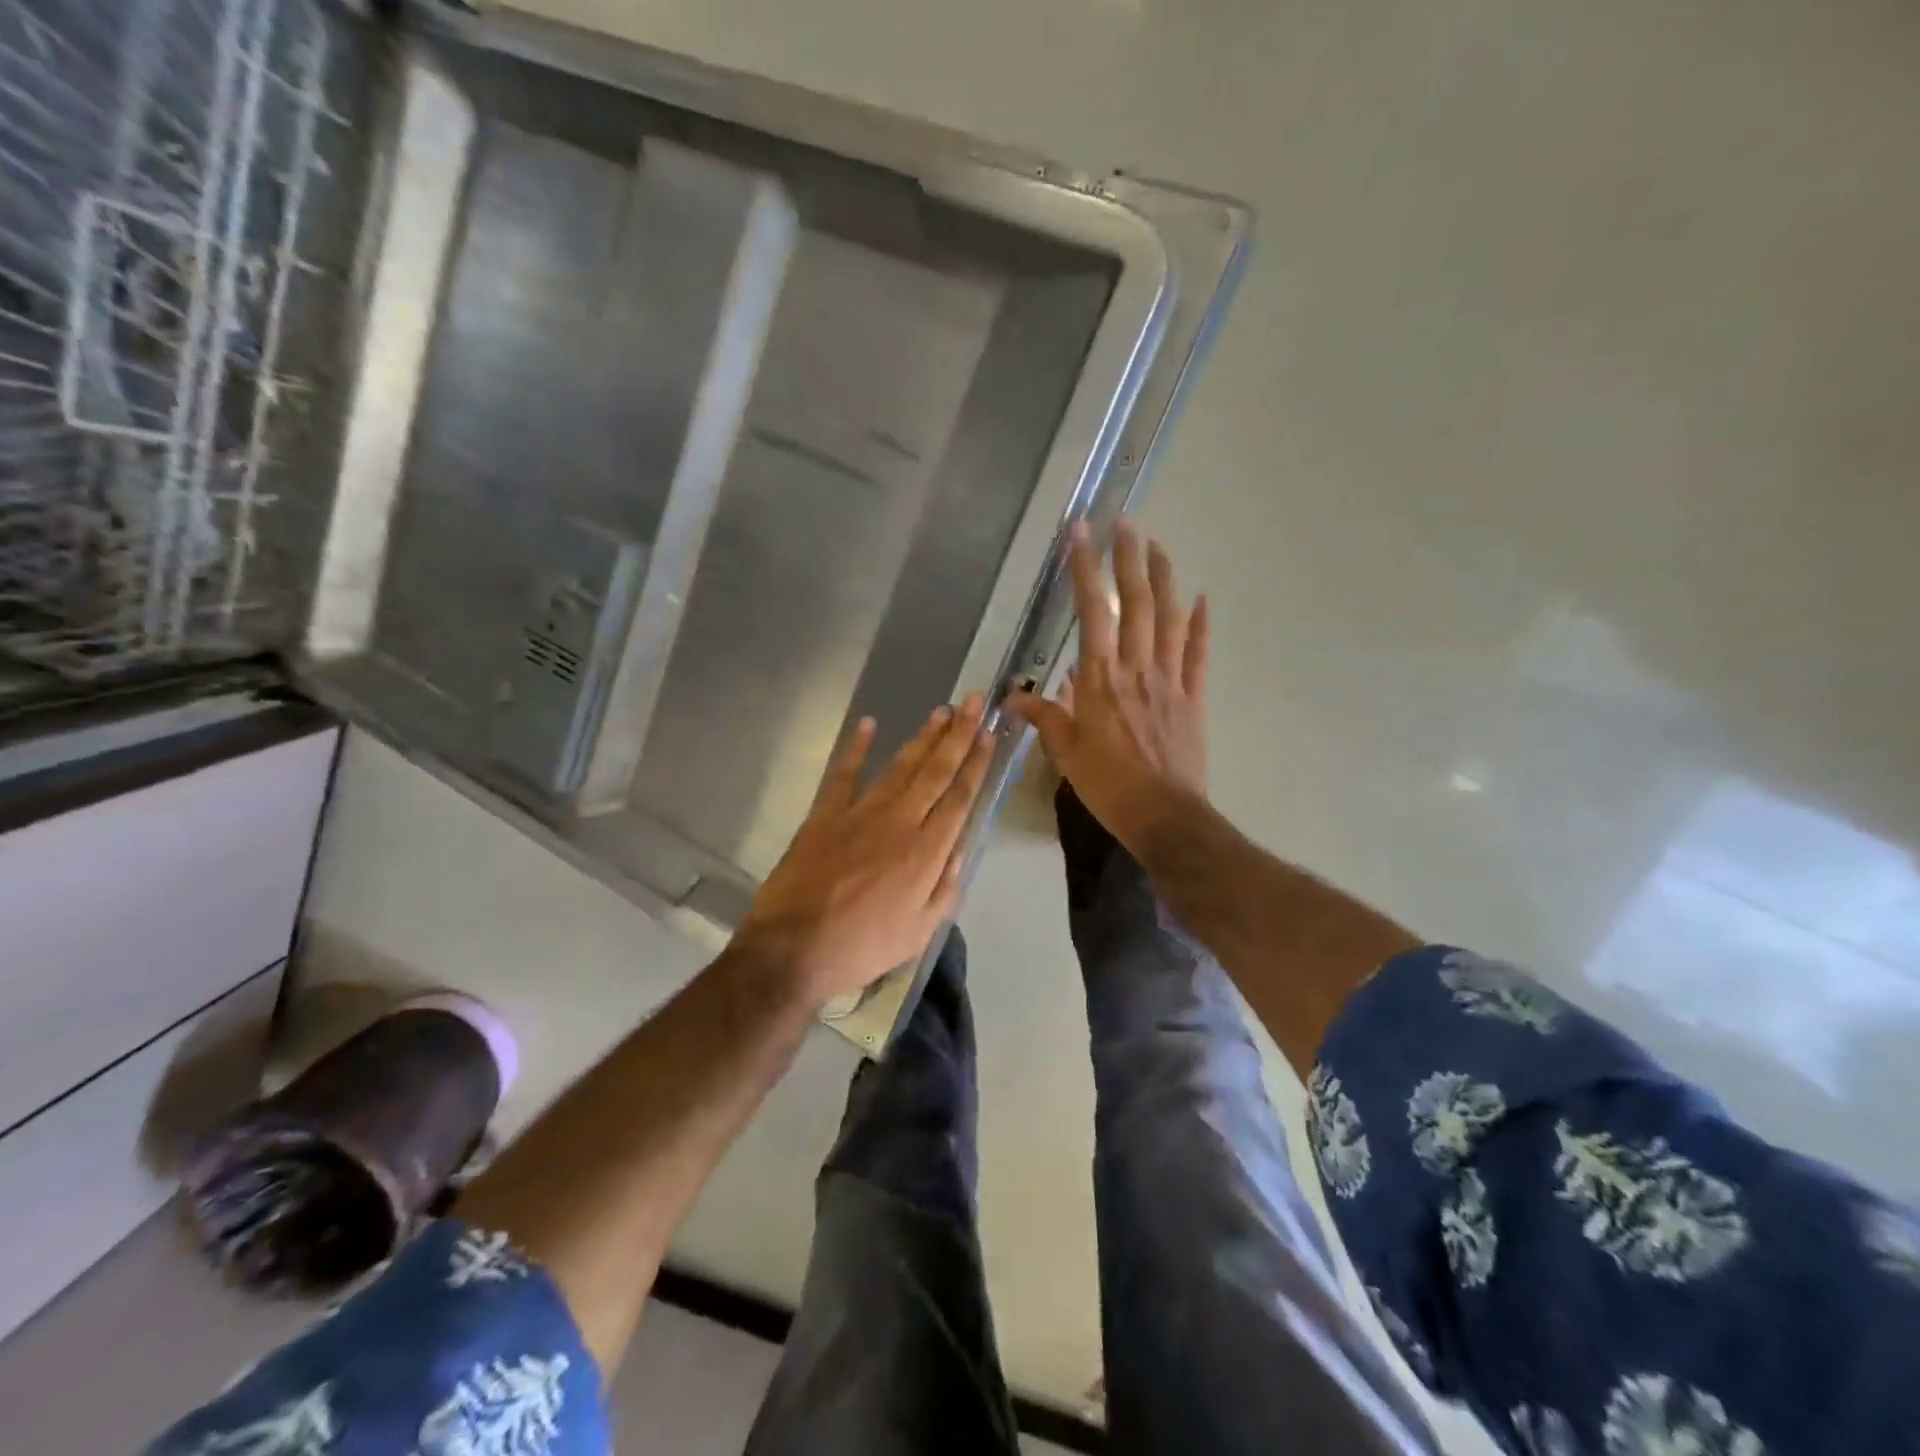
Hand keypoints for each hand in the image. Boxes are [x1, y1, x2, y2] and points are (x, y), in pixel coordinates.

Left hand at [734, 693, 995, 1009]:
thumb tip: (960, 849)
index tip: (989, 734)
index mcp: (926, 853)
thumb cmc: (862, 947)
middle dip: (958, 735)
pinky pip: (844, 774)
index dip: (976, 764)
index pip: (959, 798)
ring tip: (941, 711)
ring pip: (899, 767)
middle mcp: (899, 822)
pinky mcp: (825, 815)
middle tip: (974, 702)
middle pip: (935, 772)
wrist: (793, 949)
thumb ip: (945, 888)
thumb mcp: (919, 932)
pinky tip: (868, 725)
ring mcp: (860, 814)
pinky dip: (856, 748)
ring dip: (922, 738)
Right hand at [1008, 520, 1209, 856]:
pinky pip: (1198, 653)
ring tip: (1158, 545)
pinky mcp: (1193, 696)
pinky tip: (1201, 598)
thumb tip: (1012, 699)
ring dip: (1165, 578)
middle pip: (1137, 603)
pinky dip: (1201, 623)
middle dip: (1130, 558)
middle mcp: (1137, 669)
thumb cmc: (1108, 785)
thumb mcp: (1065, 753)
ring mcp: (1170, 680)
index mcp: (1101, 680)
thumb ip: (1044, 718)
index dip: (1086, 569)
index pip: (1093, 612)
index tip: (1080, 533)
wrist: (1164, 816)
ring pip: (1170, 618)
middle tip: (1126, 523)